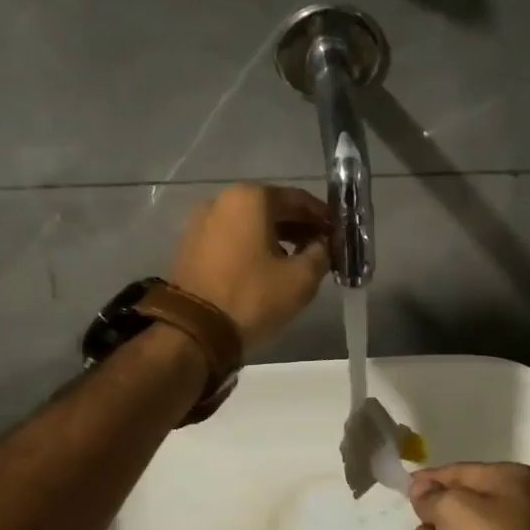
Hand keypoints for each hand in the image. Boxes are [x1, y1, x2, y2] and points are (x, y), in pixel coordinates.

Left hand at [171, 185, 330, 353]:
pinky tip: (267, 268)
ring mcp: (202, 222)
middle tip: (322, 248)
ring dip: (277, 237)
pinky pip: (232, 238)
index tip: (339, 234)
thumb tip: (323, 245)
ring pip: (251, 224)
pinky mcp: (191, 245)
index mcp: (251, 198)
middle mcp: (223, 200)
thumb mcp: (301, 279)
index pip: (299, 199)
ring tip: (298, 261)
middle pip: (272, 208)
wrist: (194, 331)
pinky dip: (253, 246)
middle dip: (299, 227)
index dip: (323, 217)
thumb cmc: (253, 298)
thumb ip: (321, 254)